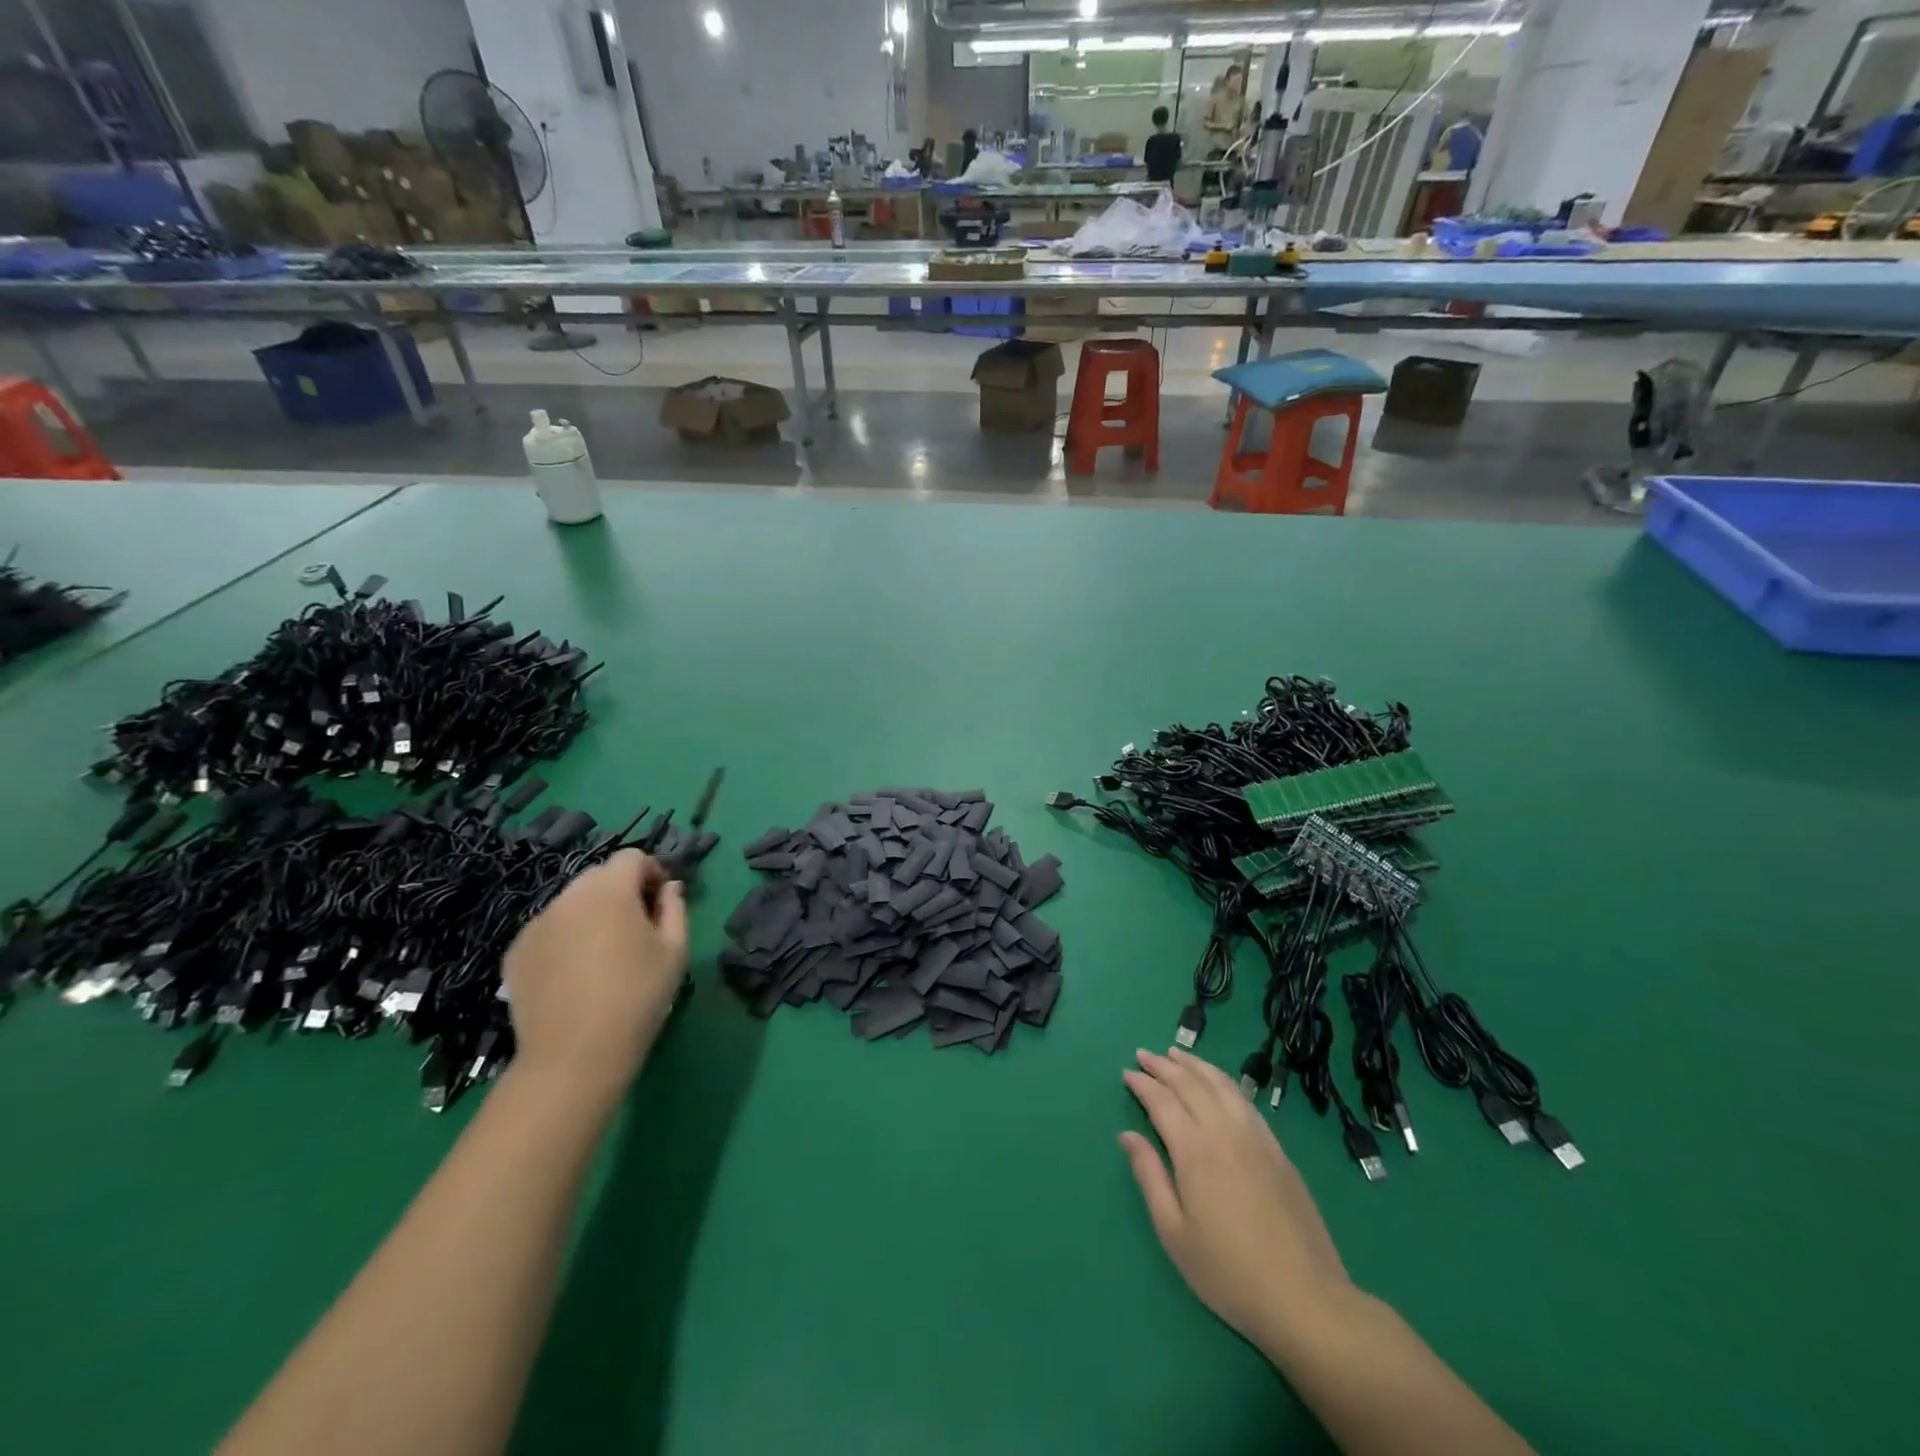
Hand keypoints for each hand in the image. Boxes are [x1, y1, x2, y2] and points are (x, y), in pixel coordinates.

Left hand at [502, 850, 688, 1096]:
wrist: (574, 1057)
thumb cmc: (637, 998)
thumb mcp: (675, 951)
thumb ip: (675, 908)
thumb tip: (669, 888)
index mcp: (609, 891)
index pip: (631, 858)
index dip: (651, 872)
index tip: (661, 902)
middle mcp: (567, 898)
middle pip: (599, 876)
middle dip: (621, 891)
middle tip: (636, 927)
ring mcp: (536, 924)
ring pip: (571, 903)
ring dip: (592, 914)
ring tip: (603, 954)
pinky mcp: (516, 952)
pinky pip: (549, 929)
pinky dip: (565, 938)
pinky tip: (575, 973)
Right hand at [1121, 1047, 1351, 1353]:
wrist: (1305, 1299)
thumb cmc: (1228, 1272)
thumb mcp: (1174, 1233)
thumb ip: (1149, 1176)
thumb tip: (1127, 1135)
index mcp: (1194, 1151)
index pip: (1162, 1101)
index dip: (1142, 1084)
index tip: (1126, 1072)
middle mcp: (1224, 1131)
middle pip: (1190, 1084)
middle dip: (1163, 1066)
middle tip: (1143, 1054)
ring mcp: (1256, 1137)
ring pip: (1221, 1084)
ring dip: (1195, 1065)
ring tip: (1176, 1054)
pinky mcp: (1278, 1150)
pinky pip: (1245, 1100)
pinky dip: (1224, 1081)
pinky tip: (1217, 1083)